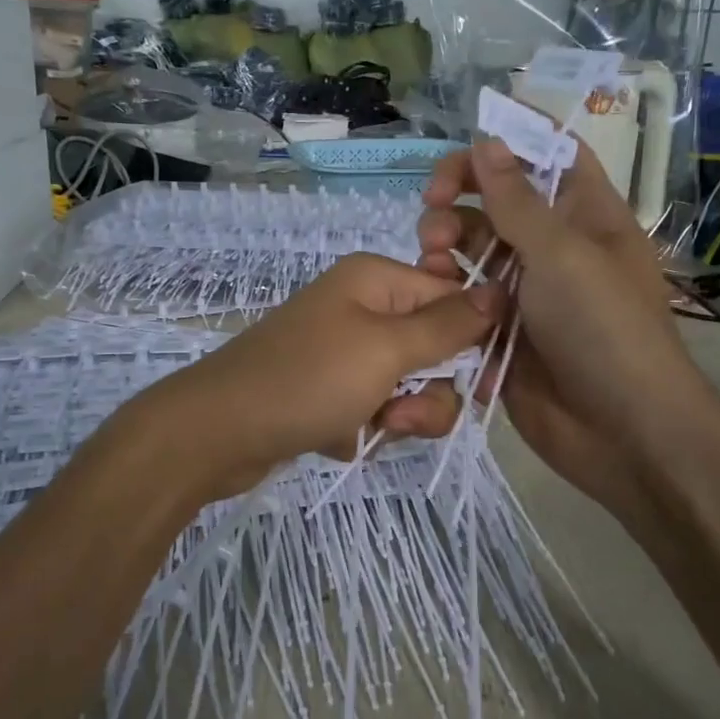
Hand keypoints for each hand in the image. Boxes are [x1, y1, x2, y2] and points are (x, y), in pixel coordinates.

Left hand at [137, 252, 499, 501]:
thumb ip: (447, 325)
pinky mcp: (328, 391)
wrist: (216, 432)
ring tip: (364, 429)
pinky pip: (373, 409)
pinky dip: (364, 429)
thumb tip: (502, 290)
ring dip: (397, 416)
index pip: (454, 299)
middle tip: (399, 413)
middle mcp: (362, 309)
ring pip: (406, 387)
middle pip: (433, 350)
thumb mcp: (386, 349)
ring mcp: (342, 352)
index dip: (474, 342)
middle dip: (426, 392)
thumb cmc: (307, 380)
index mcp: (376, 280)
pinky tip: (334, 438)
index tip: (482, 386)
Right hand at [418, 139, 719, 520]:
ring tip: (431, 262)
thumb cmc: (603, 329)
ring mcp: (526, 292)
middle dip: (459, 199)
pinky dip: (446, 293)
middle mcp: (554, 248)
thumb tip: (487, 140)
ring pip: (473, 250)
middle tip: (432, 211)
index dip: (510, 142)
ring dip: (446, 246)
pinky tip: (433, 297)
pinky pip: (465, 299)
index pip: (548, 156)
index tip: (462, 148)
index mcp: (585, 216)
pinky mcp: (501, 332)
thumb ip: (517, 200)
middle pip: (498, 201)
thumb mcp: (562, 254)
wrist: (620, 431)